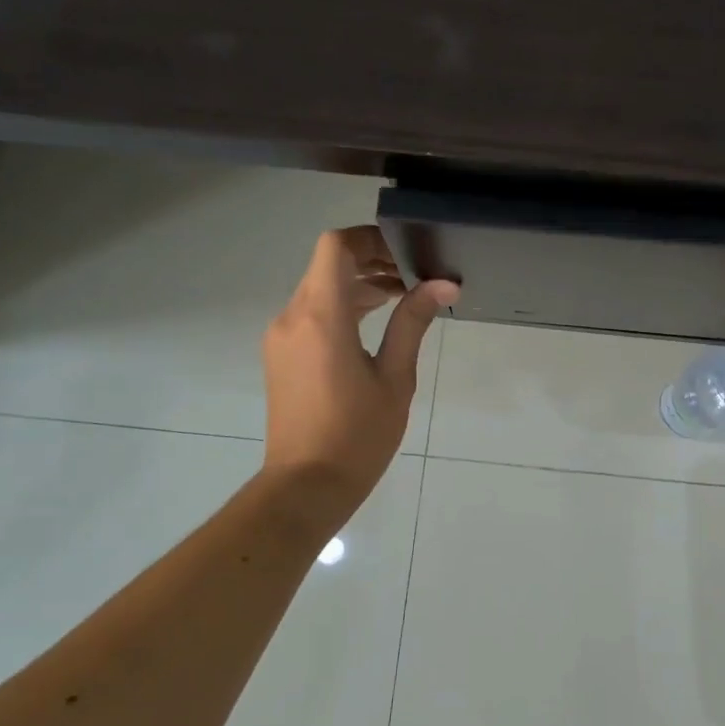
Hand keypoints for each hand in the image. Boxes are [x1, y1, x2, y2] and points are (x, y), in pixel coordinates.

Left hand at [263, 227, 457, 514]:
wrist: (305, 486)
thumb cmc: (357, 436)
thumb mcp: (395, 378)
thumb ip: (413, 323)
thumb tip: (443, 285)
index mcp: (321, 318)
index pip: (335, 247)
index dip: (369, 239)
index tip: (404, 251)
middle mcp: (293, 317)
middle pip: (327, 265)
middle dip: (370, 261)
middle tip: (413, 275)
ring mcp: (281, 337)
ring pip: (318, 289)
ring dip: (357, 285)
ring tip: (402, 298)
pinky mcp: (281, 355)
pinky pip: (310, 313)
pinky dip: (341, 307)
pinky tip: (374, 324)